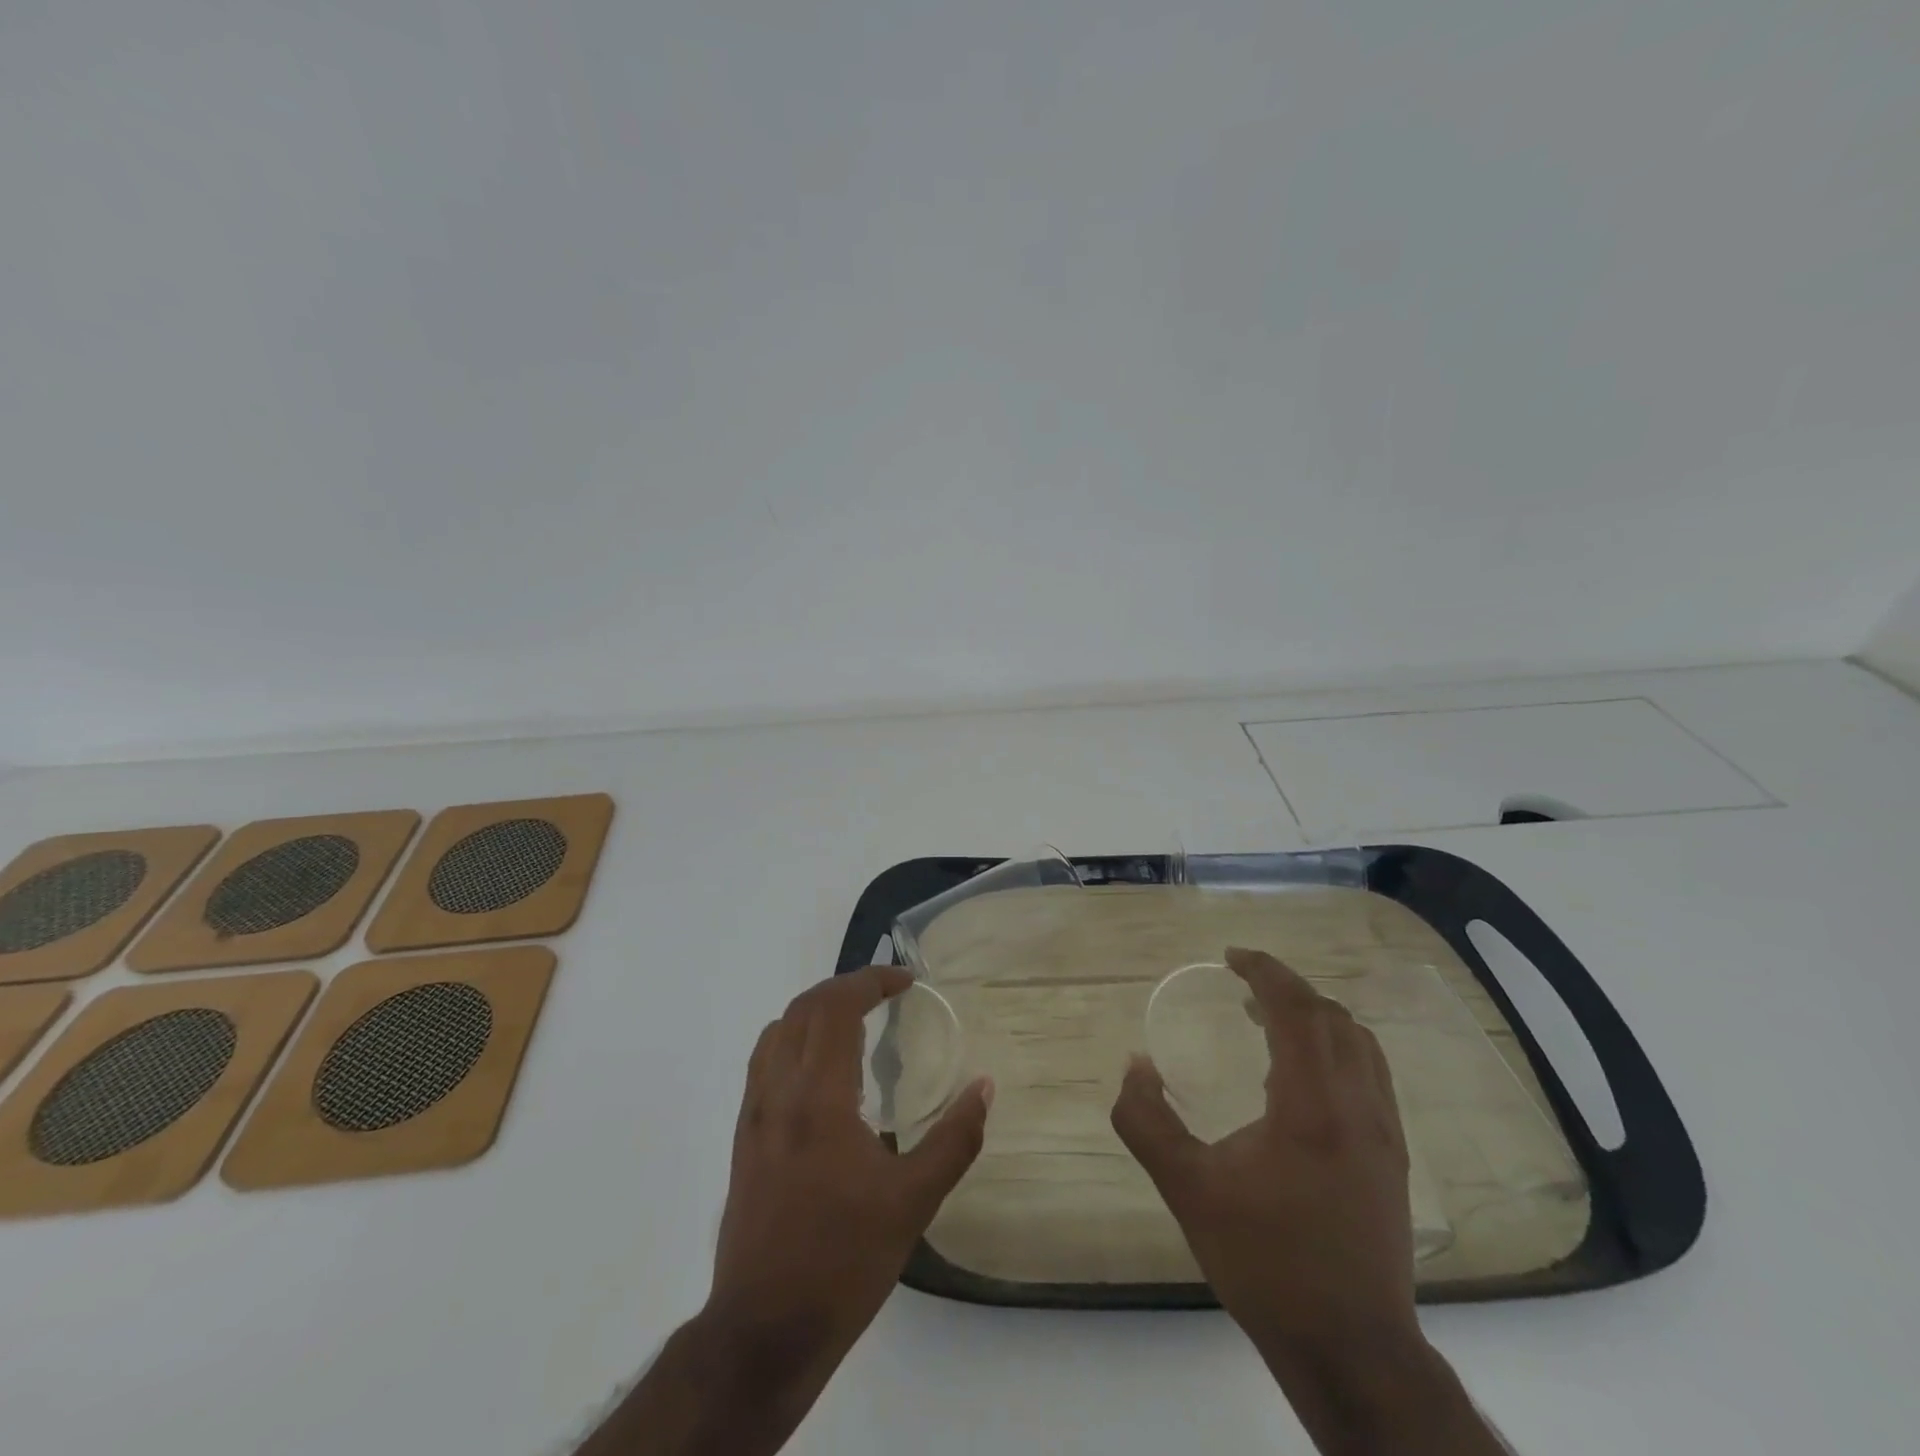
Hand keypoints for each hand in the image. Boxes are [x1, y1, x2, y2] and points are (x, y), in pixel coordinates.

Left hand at [706, 967, 991, 1405]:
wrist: (763, 1330)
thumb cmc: (843, 1261)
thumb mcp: (913, 1203)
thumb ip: (954, 1139)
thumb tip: (984, 1087)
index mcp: (818, 1097)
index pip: (836, 1007)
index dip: (871, 980)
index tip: (907, 980)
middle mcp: (778, 1092)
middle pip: (804, 1007)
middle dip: (846, 986)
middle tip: (887, 992)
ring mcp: (754, 1114)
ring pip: (778, 1030)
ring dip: (817, 1009)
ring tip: (857, 1019)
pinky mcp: (744, 1138)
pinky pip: (765, 1061)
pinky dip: (795, 1038)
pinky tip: (823, 1069)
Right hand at [1113, 947, 1459, 1448]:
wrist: (1352, 1351)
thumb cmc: (1267, 1265)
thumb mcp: (1188, 1192)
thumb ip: (1147, 1122)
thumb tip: (1135, 1066)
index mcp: (1312, 1106)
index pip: (1297, 1009)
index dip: (1265, 972)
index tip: (1230, 957)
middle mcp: (1358, 1107)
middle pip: (1331, 1016)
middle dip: (1285, 987)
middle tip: (1241, 985)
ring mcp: (1385, 1133)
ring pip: (1358, 1042)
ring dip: (1314, 1014)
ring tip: (1268, 1019)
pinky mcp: (1394, 1157)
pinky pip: (1370, 1072)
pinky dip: (1335, 1045)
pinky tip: (1303, 1073)